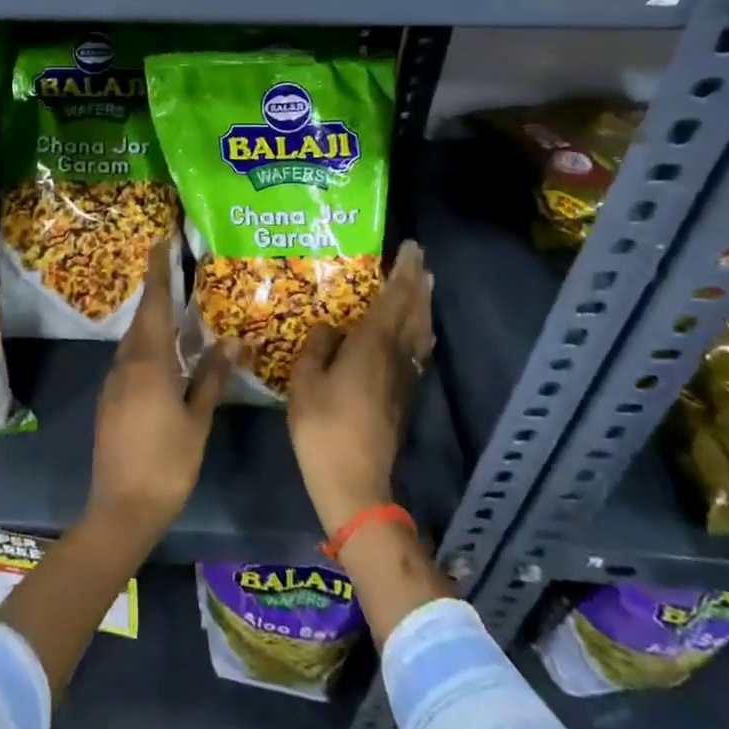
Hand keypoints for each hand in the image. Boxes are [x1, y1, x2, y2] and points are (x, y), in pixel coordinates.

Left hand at [87, 239, 233, 541]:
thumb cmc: (167, 463)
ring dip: (153, 323)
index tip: (159, 242)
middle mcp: (125, 363)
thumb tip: (233, 341)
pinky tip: (164, 358)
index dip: (158, 271)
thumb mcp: (197, 419)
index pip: (154, 304)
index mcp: (148, 362)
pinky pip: (130, 361)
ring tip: (177, 313)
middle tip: (177, 273)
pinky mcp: (109, 401)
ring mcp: (113, 383)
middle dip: (158, 294)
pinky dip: (147, 348)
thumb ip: (212, 377)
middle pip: (143, 319)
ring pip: (134, 341)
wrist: (121, 508)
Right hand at [287, 241, 433, 535]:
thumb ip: (318, 346)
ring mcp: (403, 378)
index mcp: (372, 345)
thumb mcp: (305, 380)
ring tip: (423, 285)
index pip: (393, 298)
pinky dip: (419, 330)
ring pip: (420, 331)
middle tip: (419, 259)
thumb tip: (331, 328)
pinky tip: (416, 331)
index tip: (410, 248)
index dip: (402, 272)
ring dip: (423, 304)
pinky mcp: (403, 396)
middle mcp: (395, 355)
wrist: (353, 481)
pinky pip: (416, 350)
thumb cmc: (323, 426)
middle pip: (413, 311)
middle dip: (417, 282)